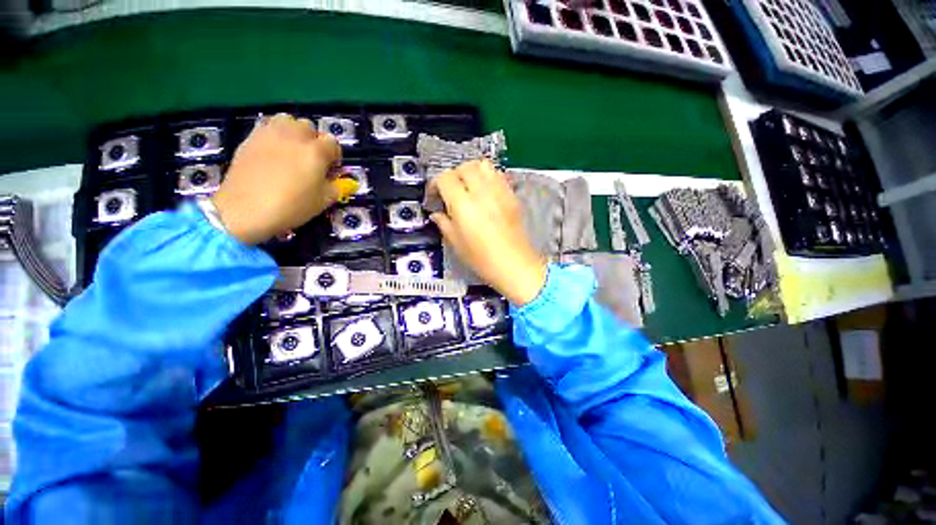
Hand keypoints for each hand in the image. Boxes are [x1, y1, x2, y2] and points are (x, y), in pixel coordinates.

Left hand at [210, 114, 345, 244]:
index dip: (335, 156)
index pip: (333, 142)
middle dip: (314, 141)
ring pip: (288, 120)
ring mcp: (270, 134)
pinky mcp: (251, 138)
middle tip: (311, 160)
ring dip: (294, 132)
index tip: (330, 170)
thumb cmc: (291, 206)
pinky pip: (268, 126)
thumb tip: (336, 179)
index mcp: (316, 152)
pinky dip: (275, 133)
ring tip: (292, 150)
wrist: (246, 209)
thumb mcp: (324, 201)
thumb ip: (336, 186)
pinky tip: (273, 151)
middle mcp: (295, 136)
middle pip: (310, 127)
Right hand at [427, 160, 546, 306]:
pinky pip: (498, 175)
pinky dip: (488, 177)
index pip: (445, 178)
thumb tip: (437, 214)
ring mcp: (500, 192)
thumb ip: (444, 224)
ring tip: (468, 187)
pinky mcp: (511, 196)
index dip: (435, 184)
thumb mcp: (456, 244)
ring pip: (483, 165)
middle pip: (464, 167)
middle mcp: (482, 193)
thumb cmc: (483, 260)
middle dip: (453, 175)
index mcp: (464, 205)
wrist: (515, 266)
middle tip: (450, 190)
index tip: (434, 196)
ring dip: (471, 171)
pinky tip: (485, 193)